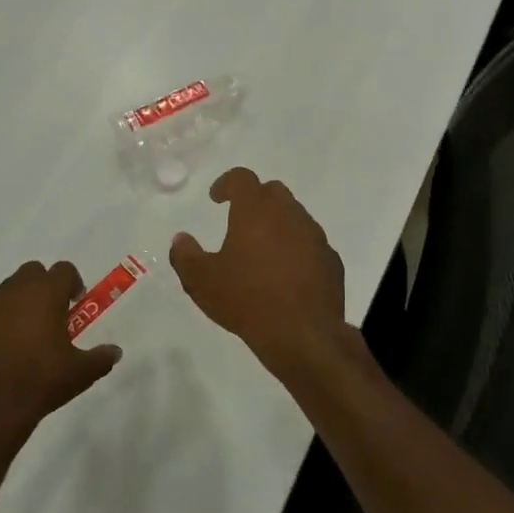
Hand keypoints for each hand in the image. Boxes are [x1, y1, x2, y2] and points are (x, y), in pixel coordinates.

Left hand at [0, 261, 122, 436]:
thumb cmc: (41, 381)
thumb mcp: (81, 372)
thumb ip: (101, 358)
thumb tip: (115, 352)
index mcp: (46, 293)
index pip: (64, 270)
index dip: (72, 284)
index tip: (74, 305)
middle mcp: (14, 290)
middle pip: (32, 272)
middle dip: (42, 287)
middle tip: (49, 316)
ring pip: (5, 291)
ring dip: (17, 303)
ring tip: (22, 336)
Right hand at [170, 168, 349, 383]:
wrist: (303, 334)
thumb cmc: (247, 300)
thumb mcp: (202, 281)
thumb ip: (185, 255)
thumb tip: (181, 239)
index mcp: (256, 210)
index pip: (242, 178)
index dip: (226, 183)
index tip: (216, 198)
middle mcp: (289, 214)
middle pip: (273, 192)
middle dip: (255, 200)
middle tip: (239, 221)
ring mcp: (315, 236)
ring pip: (295, 216)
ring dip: (278, 225)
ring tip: (262, 252)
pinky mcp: (331, 260)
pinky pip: (311, 244)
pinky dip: (297, 249)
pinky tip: (287, 275)